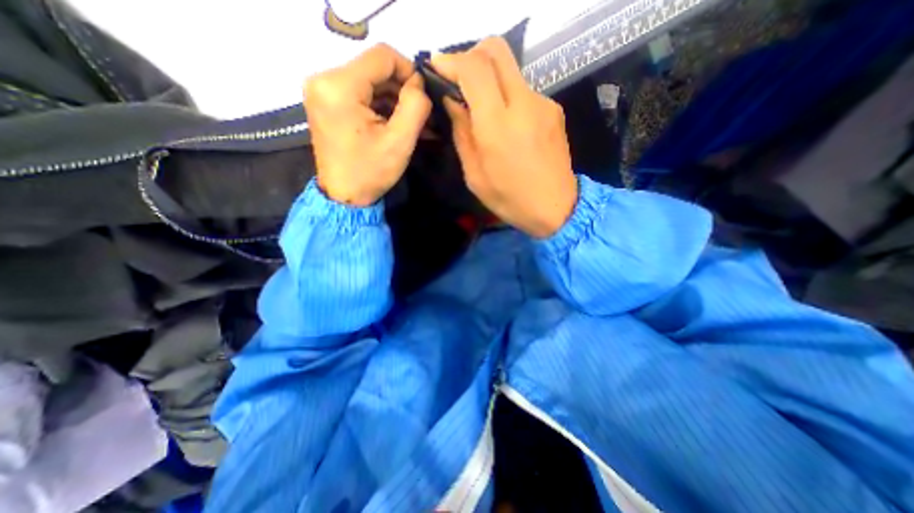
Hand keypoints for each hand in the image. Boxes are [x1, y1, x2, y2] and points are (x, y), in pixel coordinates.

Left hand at [303, 43, 432, 205]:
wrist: (344, 196)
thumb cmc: (371, 172)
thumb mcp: (400, 141)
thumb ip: (415, 105)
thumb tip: (419, 84)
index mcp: (339, 86)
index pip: (383, 56)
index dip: (409, 72)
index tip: (424, 98)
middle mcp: (324, 79)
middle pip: (375, 68)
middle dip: (402, 90)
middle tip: (422, 115)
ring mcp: (323, 90)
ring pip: (369, 81)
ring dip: (394, 100)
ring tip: (413, 123)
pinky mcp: (327, 102)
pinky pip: (360, 93)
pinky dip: (381, 106)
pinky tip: (396, 123)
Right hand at [432, 39, 573, 238]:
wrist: (556, 208)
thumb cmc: (510, 199)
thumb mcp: (475, 175)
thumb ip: (462, 133)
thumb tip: (453, 101)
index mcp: (498, 125)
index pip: (474, 68)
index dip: (451, 61)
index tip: (438, 68)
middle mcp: (523, 104)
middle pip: (496, 50)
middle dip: (472, 57)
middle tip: (459, 80)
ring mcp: (543, 104)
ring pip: (510, 70)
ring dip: (490, 81)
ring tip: (483, 111)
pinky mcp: (554, 110)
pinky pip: (524, 91)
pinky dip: (508, 98)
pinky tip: (507, 124)